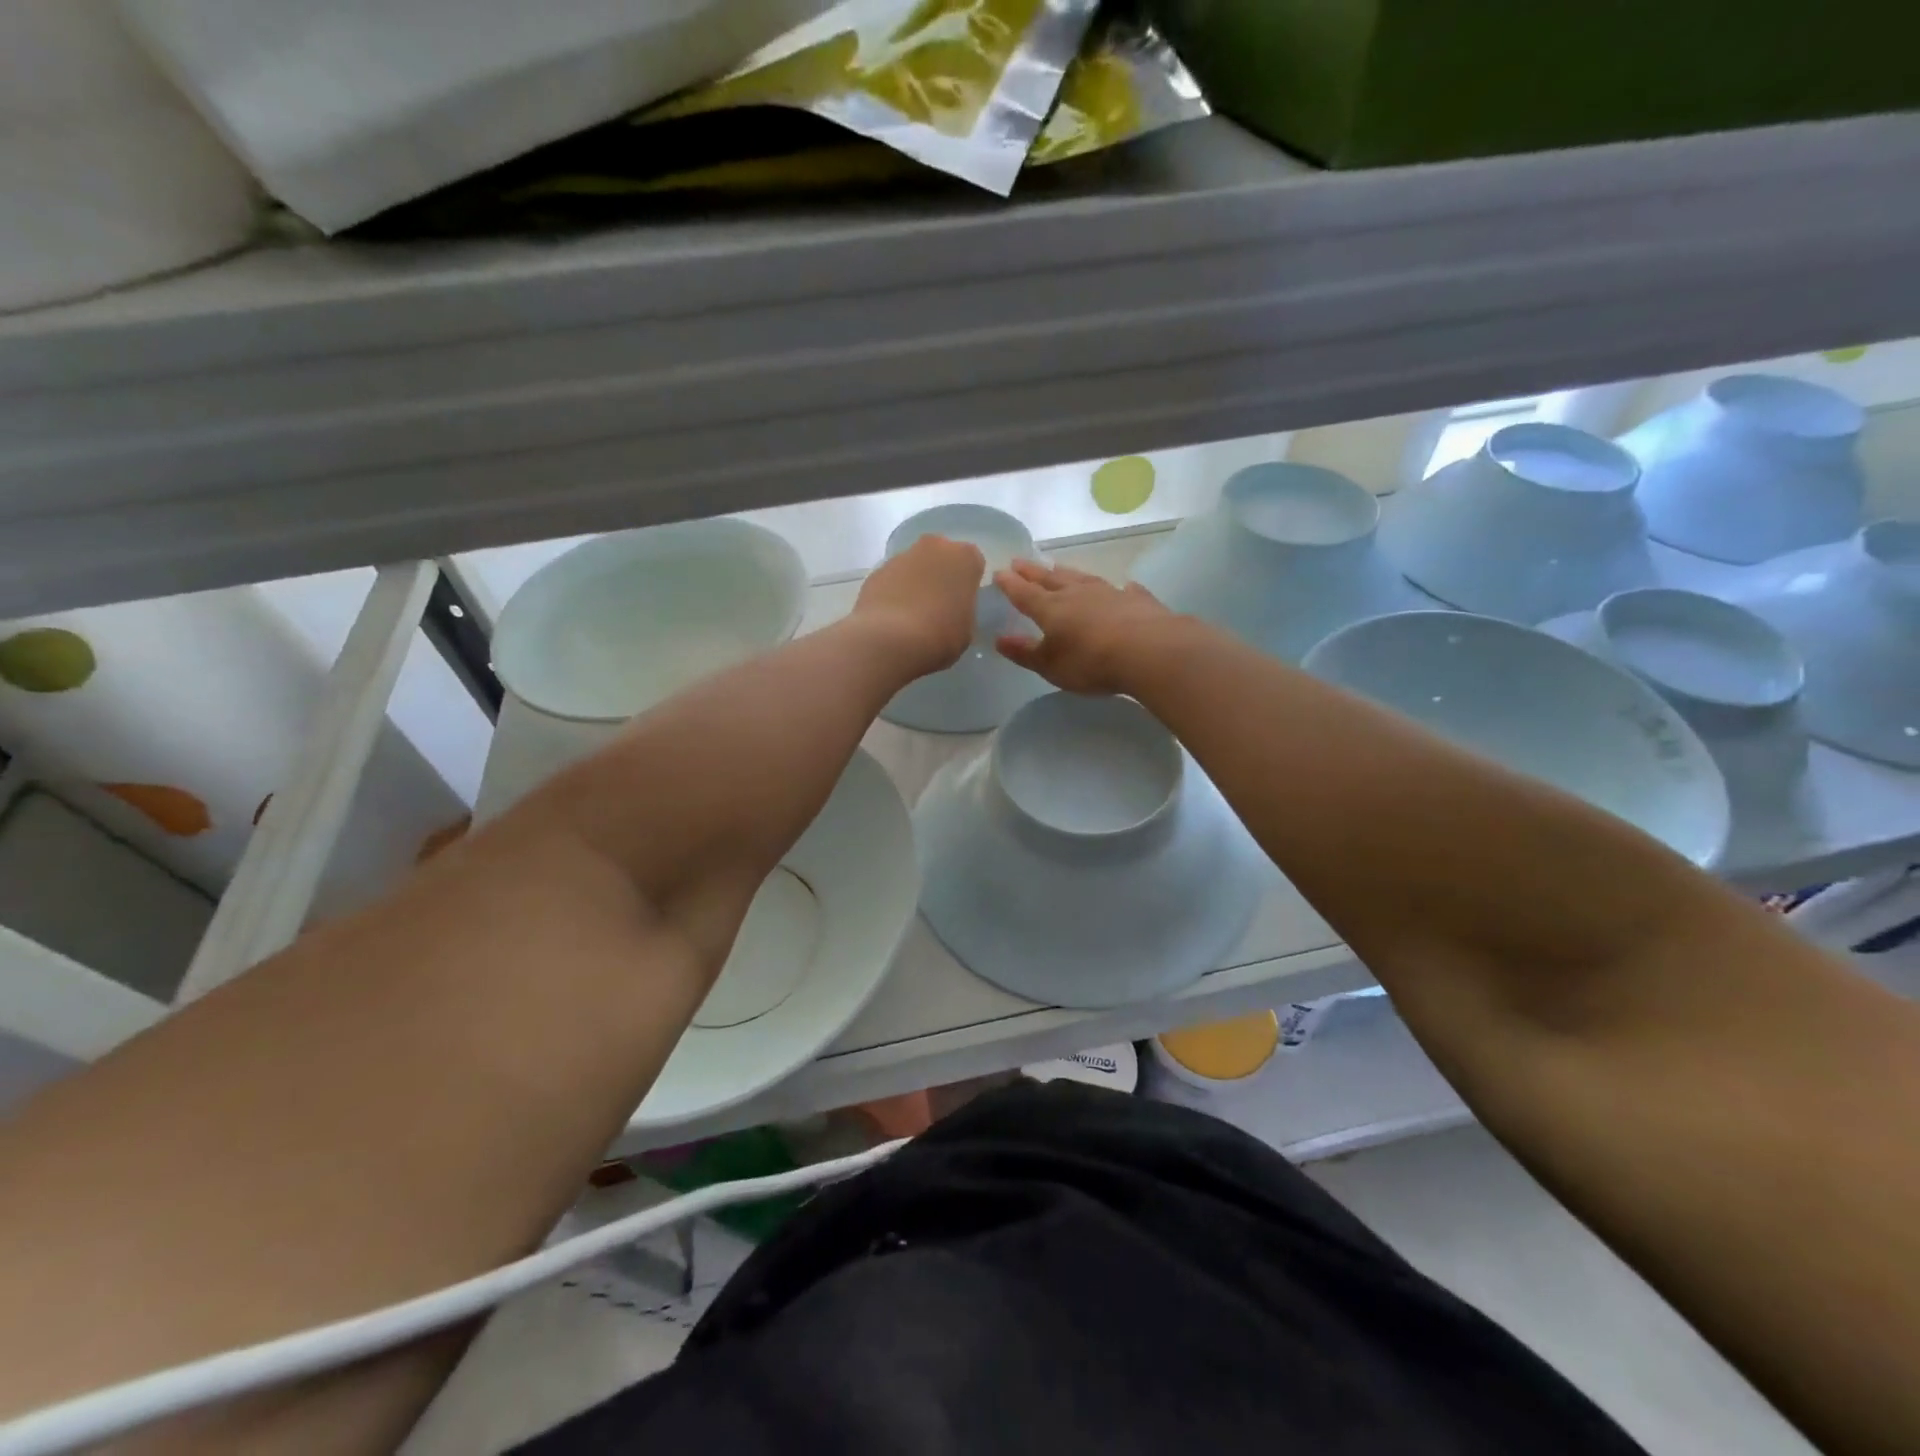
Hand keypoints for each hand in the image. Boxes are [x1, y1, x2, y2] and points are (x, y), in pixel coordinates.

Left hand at [852, 533, 984, 677]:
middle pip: (941, 557)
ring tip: (912, 616)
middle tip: (938, 606)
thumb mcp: (967, 629)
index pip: (973, 563)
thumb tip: (952, 609)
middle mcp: (934, 547)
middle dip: (940, 575)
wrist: (889, 640)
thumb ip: (963, 610)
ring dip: (915, 583)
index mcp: (965, 557)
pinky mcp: (876, 571)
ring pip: (915, 566)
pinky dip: (893, 593)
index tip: (962, 603)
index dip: (967, 584)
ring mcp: (901, 556)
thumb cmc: (940, 635)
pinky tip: (892, 618)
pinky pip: (892, 580)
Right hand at [994, 560, 1173, 694]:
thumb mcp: (1051, 665)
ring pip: (1083, 578)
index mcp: (1051, 609)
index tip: (999, 572)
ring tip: (1058, 567)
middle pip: (1051, 579)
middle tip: (1019, 561)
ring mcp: (1110, 593)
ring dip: (1068, 573)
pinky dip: (1119, 587)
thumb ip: (1025, 652)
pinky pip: (1124, 589)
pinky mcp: (1138, 600)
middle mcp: (1078, 594)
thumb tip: (1000, 639)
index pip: (1024, 593)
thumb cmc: (1091, 662)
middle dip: (1033, 572)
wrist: (1149, 651)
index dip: (1010, 584)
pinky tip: (1123, 585)